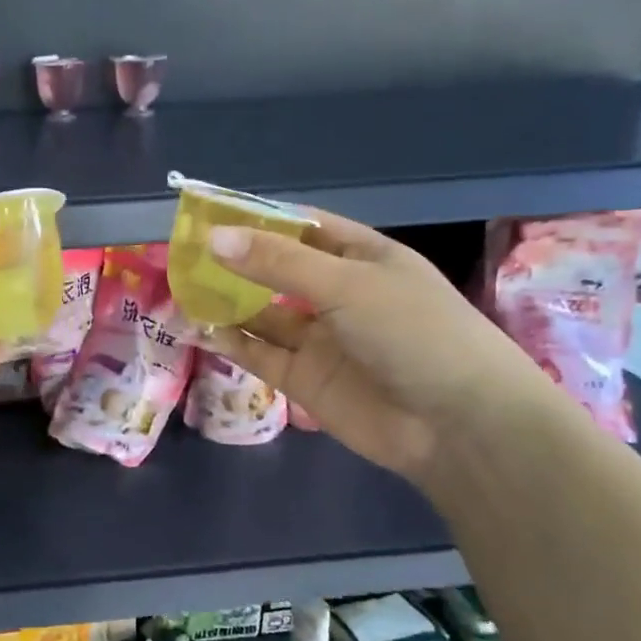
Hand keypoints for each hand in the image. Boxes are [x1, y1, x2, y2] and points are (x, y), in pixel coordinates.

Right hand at [199, 210, 552, 483]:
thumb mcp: (346, 285)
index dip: (258, 219)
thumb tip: (213, 237)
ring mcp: (321, 339)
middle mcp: (339, 294)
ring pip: (263, 314)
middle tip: (183, 253)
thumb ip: (278, 263)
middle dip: (234, 262)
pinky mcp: (307, 380)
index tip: (209, 214)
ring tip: (181, 288)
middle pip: (276, 270)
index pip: (302, 227)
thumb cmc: (413, 332)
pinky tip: (198, 328)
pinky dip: (231, 342)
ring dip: (227, 302)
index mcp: (362, 257)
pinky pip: (260, 354)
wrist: (459, 426)